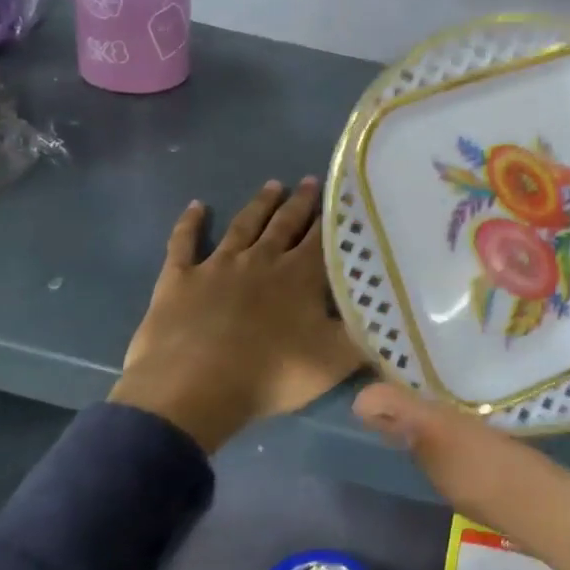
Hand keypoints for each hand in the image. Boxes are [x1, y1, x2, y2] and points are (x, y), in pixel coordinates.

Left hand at [114, 178, 363, 453]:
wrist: (194, 388)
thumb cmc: (271, 375)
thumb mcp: (334, 361)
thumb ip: (364, 334)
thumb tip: (389, 314)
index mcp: (299, 276)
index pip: (322, 238)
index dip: (333, 217)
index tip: (342, 195)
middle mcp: (261, 259)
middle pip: (284, 224)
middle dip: (299, 202)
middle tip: (309, 181)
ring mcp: (218, 265)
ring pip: (243, 226)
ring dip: (259, 204)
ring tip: (272, 185)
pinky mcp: (180, 278)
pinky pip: (184, 242)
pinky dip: (189, 223)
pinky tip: (196, 206)